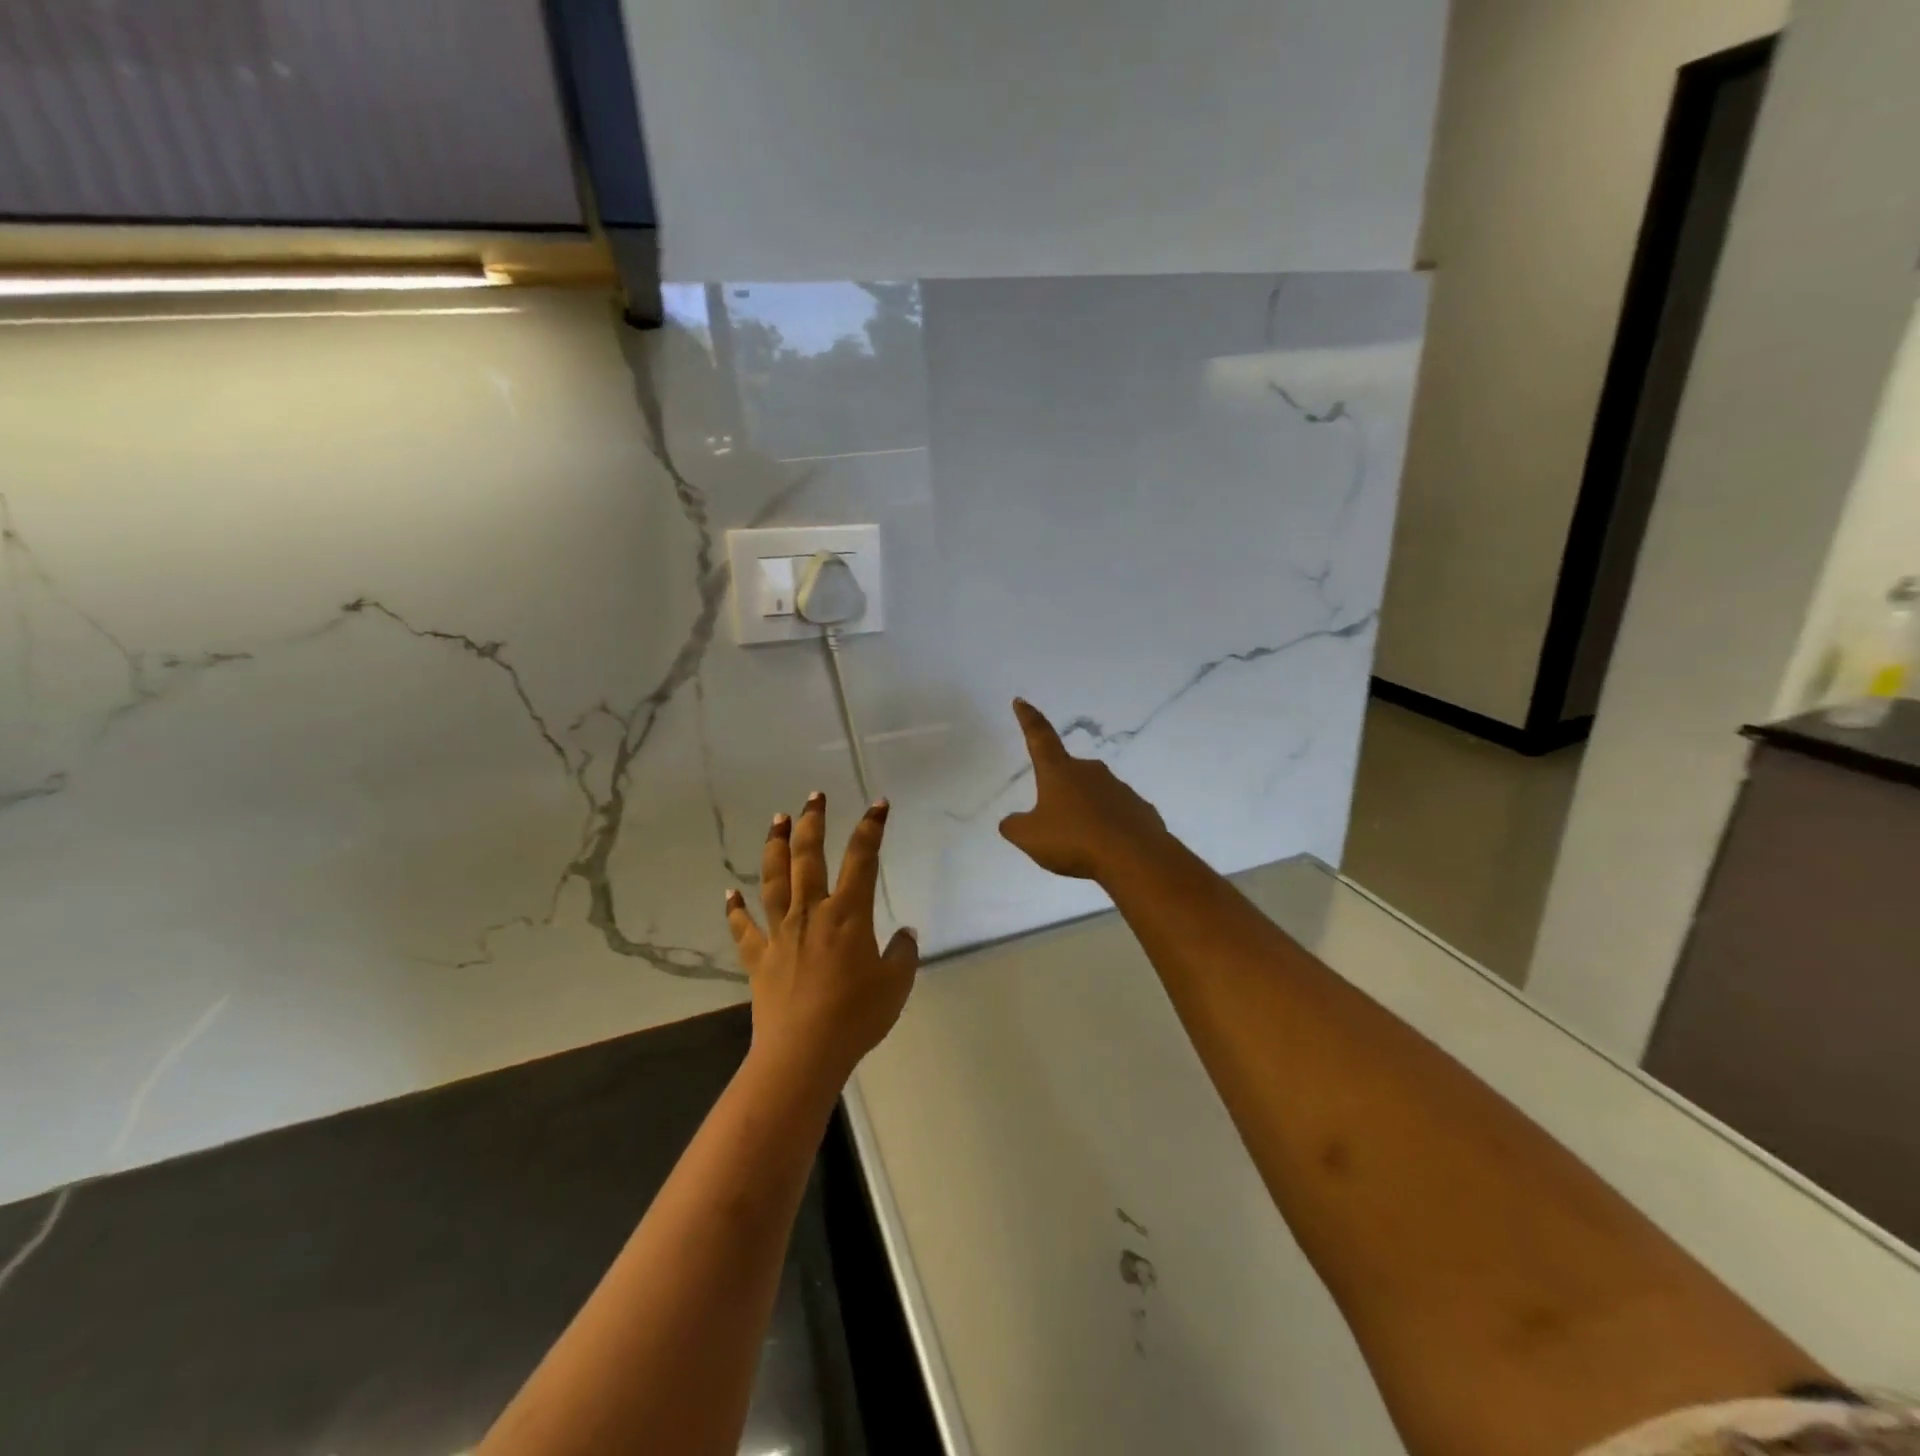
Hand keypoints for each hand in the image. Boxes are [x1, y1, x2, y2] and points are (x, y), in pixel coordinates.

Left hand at [725, 792, 919, 1086]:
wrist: (803, 1053)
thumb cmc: (856, 1016)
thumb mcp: (895, 984)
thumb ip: (902, 953)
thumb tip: (903, 933)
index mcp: (847, 914)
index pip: (862, 858)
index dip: (871, 827)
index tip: (877, 805)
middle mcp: (811, 913)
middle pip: (809, 857)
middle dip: (812, 823)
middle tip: (813, 797)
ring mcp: (780, 933)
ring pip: (774, 880)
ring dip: (775, 847)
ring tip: (776, 821)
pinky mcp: (759, 958)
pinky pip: (743, 929)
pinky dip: (735, 910)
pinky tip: (729, 894)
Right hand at [998, 698, 1169, 881]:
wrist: (1135, 857)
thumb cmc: (1075, 840)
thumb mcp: (1030, 838)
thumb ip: (1014, 827)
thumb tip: (1011, 821)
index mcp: (1059, 772)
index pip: (1039, 737)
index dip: (1028, 719)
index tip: (1021, 701)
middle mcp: (1089, 772)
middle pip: (1068, 773)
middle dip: (1059, 789)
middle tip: (1054, 819)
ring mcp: (1119, 788)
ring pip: (1094, 795)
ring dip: (1085, 811)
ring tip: (1081, 843)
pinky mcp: (1139, 809)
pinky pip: (1117, 815)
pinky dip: (1108, 827)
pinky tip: (1106, 849)